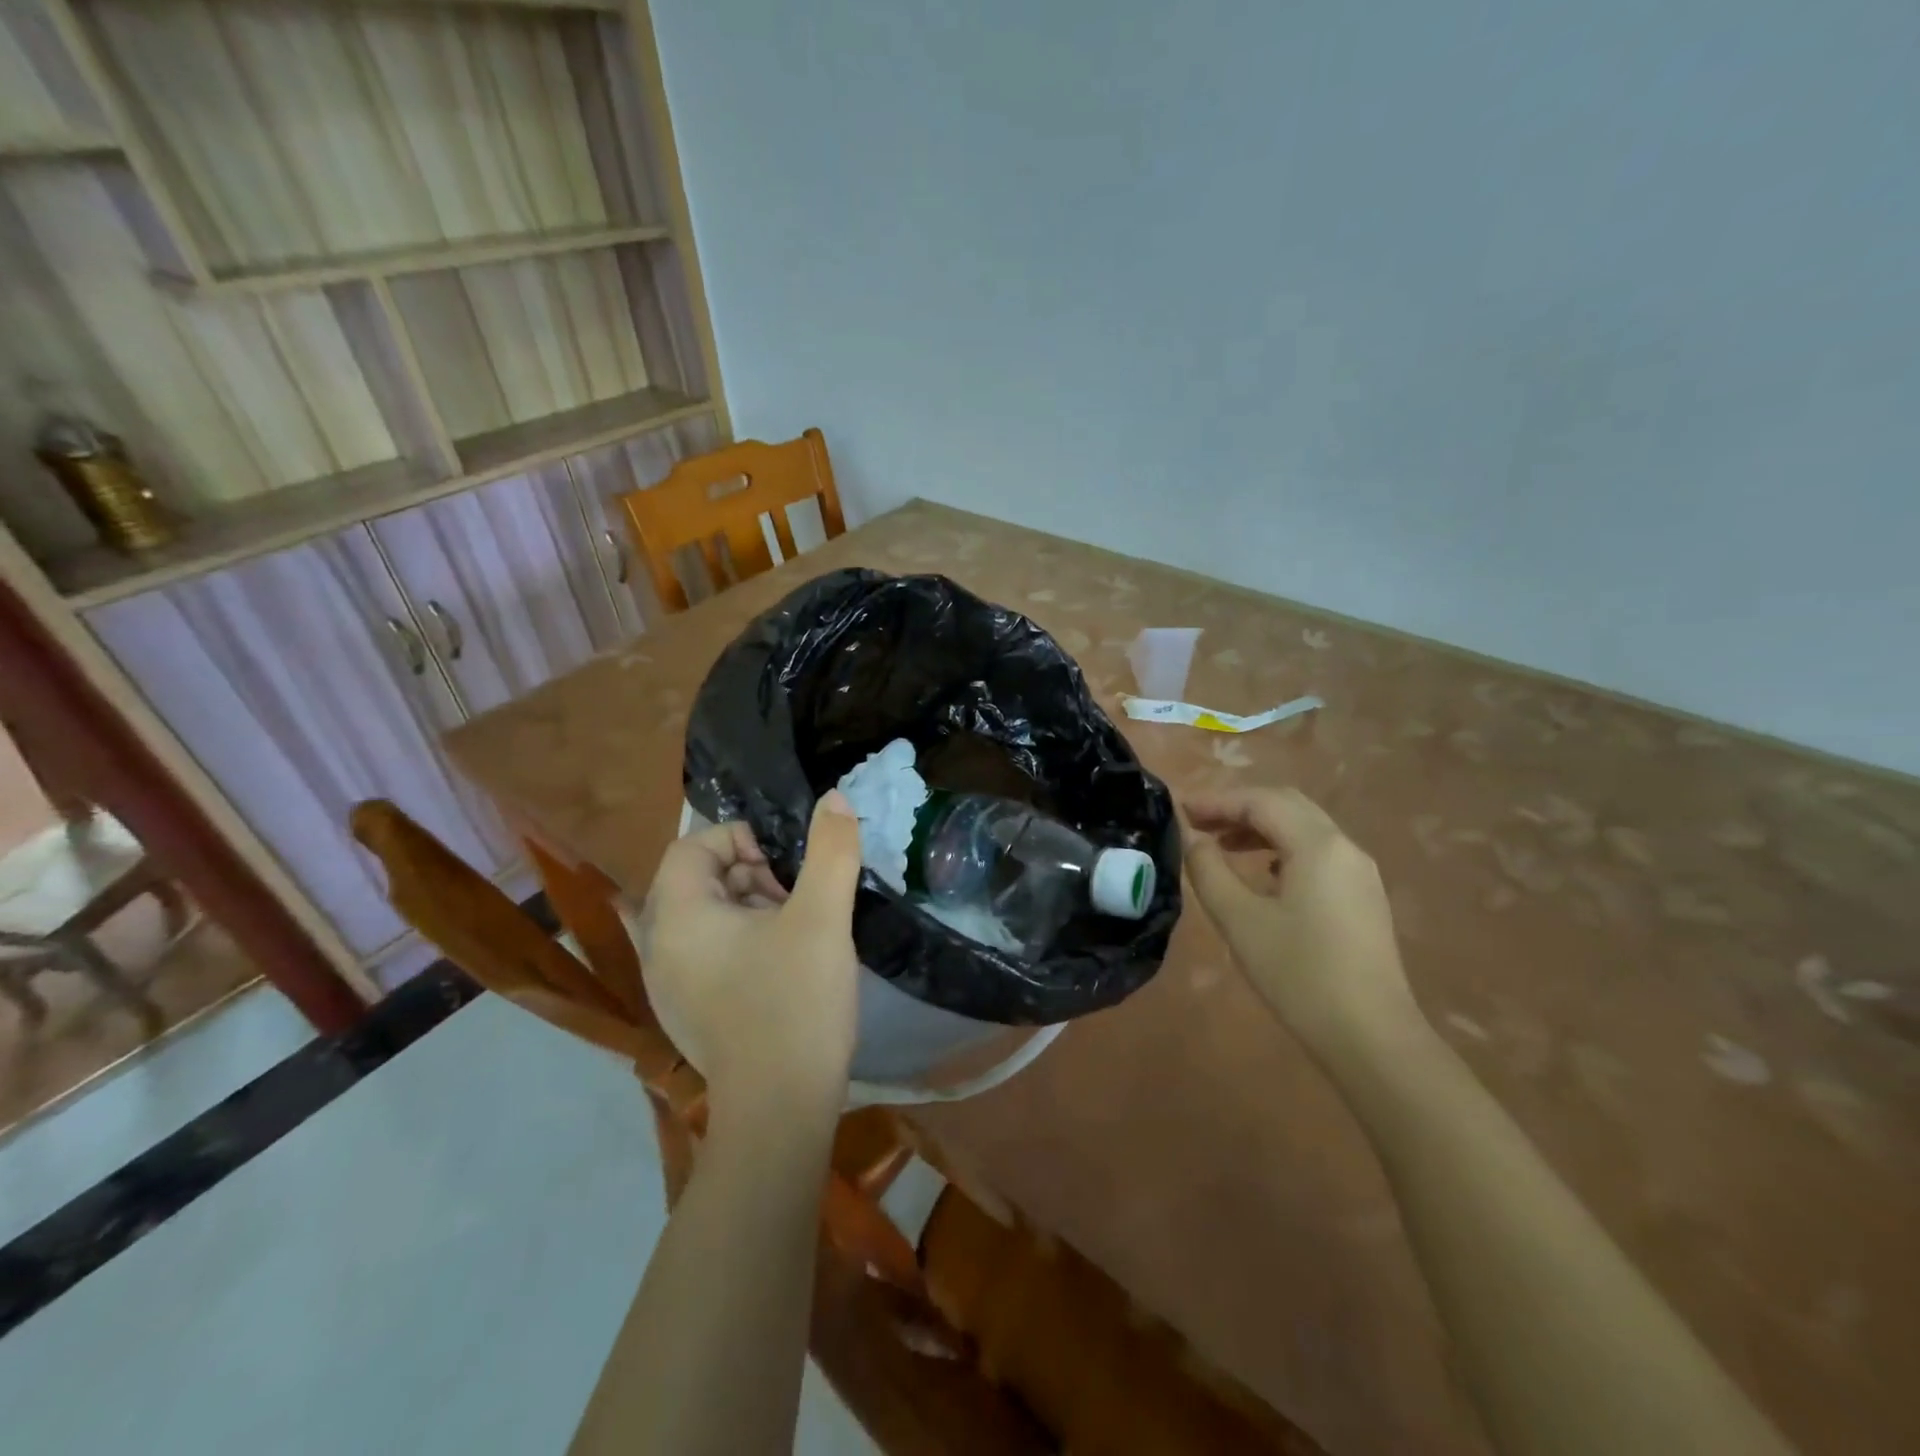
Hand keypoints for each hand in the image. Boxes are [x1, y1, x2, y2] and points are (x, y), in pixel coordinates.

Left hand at [638, 792, 863, 1115]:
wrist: (780, 1110)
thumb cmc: (795, 1003)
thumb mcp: (823, 917)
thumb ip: (831, 850)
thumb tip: (835, 799)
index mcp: (678, 917)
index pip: (691, 846)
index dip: (739, 840)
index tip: (784, 866)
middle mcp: (660, 947)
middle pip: (697, 880)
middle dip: (750, 875)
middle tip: (796, 898)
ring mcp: (669, 985)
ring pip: (705, 918)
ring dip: (749, 908)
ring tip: (797, 931)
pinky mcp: (687, 1012)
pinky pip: (707, 954)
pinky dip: (741, 943)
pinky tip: (782, 966)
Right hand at [1182, 786, 1425, 1069]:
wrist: (1371, 1037)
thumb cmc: (1298, 974)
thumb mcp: (1239, 919)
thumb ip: (1208, 870)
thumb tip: (1193, 839)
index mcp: (1317, 845)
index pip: (1261, 802)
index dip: (1216, 800)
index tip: (1179, 810)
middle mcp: (1344, 848)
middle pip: (1287, 806)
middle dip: (1239, 807)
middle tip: (1198, 822)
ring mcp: (1360, 873)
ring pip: (1304, 828)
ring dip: (1260, 827)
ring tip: (1220, 845)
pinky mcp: (1363, 898)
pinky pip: (1318, 853)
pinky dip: (1282, 848)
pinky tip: (1261, 873)